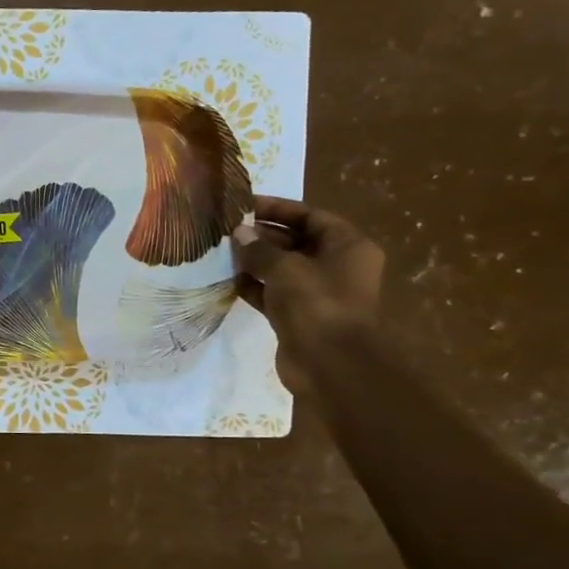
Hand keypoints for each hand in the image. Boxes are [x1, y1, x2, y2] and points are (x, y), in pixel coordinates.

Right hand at [234, 197, 383, 395]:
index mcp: (347, 246)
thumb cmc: (317, 303)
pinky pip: (273, 293)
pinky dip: (253, 286)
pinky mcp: (298, 316)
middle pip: (295, 241)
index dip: (277, 209)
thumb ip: (259, 249)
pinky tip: (227, 279)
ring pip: (282, 269)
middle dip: (262, 235)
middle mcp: (336, 266)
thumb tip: (238, 233)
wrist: (331, 364)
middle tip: (226, 229)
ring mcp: (317, 293)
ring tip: (221, 252)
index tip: (243, 205)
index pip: (310, 216)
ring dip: (254, 261)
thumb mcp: (285, 268)